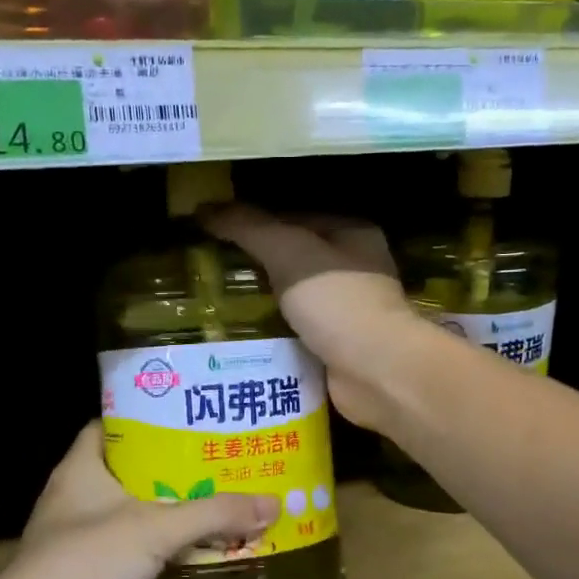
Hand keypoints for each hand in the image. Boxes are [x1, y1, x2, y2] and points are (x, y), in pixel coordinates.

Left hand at [0, 423, 277, 578]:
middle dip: (173, 466)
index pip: (110, 426)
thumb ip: (214, 514)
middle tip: (219, 459)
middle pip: (130, 470)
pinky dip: (162, 549)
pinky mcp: (90, 576)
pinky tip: (196, 549)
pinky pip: (134, 551)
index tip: (188, 416)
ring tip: (219, 500)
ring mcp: (81, 539)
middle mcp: (77, 498)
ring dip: (171, 511)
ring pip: (134, 513)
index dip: (146, 417)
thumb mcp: (156, 528)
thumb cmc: (86, 561)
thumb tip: (273, 503)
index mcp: (81, 469)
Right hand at [202, 204, 429, 430]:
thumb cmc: (336, 300)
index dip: (254, 223)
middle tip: (209, 272)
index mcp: (352, 234)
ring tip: (214, 306)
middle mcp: (355, 269)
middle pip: (293, 259)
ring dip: (260, 304)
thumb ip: (247, 227)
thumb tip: (203, 208)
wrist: (375, 371)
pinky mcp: (338, 348)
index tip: (214, 234)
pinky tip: (239, 338)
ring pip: (293, 299)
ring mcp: (348, 311)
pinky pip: (296, 334)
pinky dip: (272, 336)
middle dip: (254, 266)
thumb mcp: (287, 251)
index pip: (294, 218)